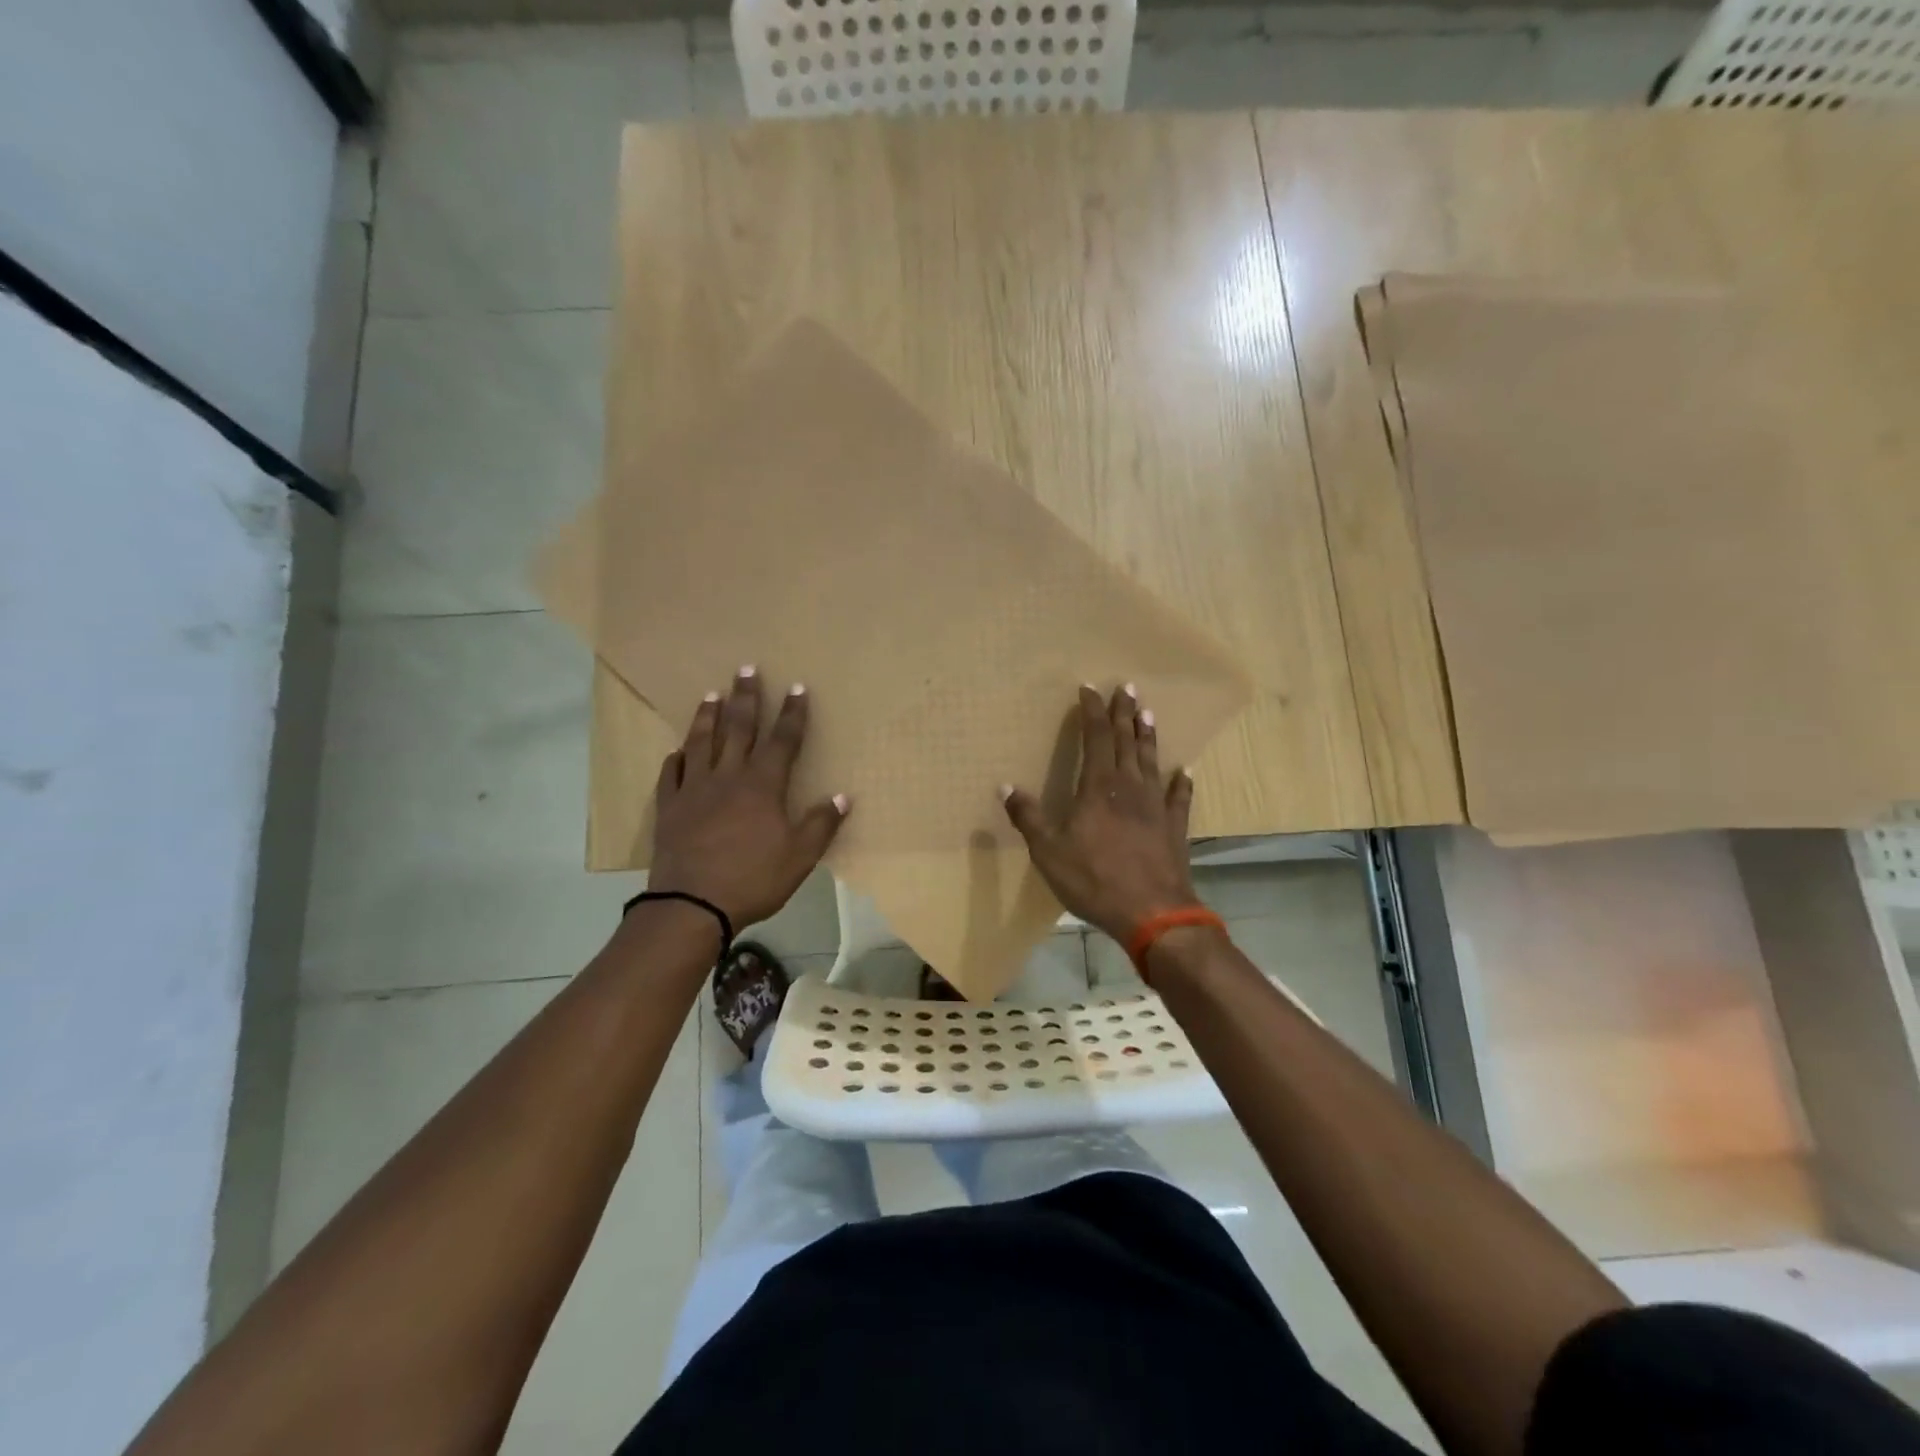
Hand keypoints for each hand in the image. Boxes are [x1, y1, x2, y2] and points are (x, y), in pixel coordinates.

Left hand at [648, 668, 848, 929]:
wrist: (691, 905)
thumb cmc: (752, 879)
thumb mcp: (799, 856)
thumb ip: (821, 824)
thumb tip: (843, 796)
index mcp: (762, 786)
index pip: (783, 741)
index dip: (793, 713)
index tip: (797, 687)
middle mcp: (728, 777)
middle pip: (739, 729)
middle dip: (747, 698)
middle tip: (746, 669)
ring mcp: (694, 790)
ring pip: (701, 743)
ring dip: (708, 717)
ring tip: (711, 695)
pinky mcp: (670, 807)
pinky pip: (671, 775)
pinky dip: (675, 759)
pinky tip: (676, 751)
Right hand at [1002, 684, 1198, 944]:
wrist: (1153, 913)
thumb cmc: (1095, 879)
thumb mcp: (1048, 851)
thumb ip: (1028, 817)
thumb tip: (1005, 787)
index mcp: (1099, 787)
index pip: (1096, 737)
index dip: (1092, 712)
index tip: (1089, 689)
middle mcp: (1130, 788)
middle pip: (1127, 742)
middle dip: (1124, 713)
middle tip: (1126, 687)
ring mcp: (1157, 806)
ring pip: (1152, 762)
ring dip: (1148, 736)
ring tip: (1147, 713)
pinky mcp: (1174, 828)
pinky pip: (1179, 798)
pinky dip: (1181, 783)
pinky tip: (1184, 772)